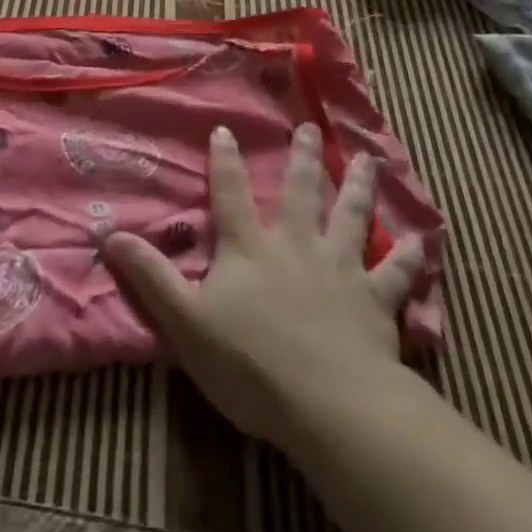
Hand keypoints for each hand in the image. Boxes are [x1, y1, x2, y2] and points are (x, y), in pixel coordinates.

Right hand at [106, 123, 421, 448]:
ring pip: (351, 217)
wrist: (327, 404)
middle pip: (301, 191)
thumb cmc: (250, 363)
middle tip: (309, 127)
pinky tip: (421, 240)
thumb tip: (110, 235)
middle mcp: (296, 245)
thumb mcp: (185, 321)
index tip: (226, 130)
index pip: (231, 192)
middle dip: (303, 157)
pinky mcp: (375, 302)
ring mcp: (340, 269)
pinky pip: (394, 274)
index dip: (225, 160)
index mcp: (250, 246)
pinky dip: (407, 257)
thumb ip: (151, 277)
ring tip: (366, 158)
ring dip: (358, 187)